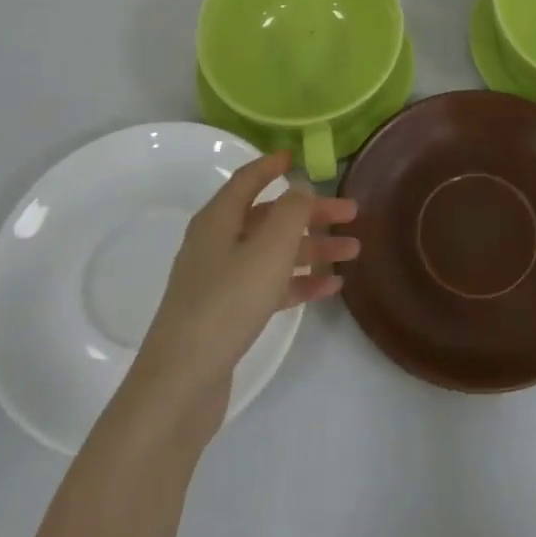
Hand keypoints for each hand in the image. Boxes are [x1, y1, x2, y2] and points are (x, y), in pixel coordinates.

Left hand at [134, 151, 357, 411]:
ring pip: (274, 253)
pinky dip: (299, 282)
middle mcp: (217, 243)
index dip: (272, 165)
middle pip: (269, 217)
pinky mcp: (228, 314)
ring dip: (312, 249)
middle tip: (352, 214)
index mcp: (218, 220)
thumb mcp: (269, 249)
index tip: (298, 155)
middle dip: (310, 213)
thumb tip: (301, 187)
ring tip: (353, 252)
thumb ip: (292, 212)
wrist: (182, 381)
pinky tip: (330, 287)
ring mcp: (221, 280)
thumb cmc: (228, 302)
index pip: (247, 180)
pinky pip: (270, 286)